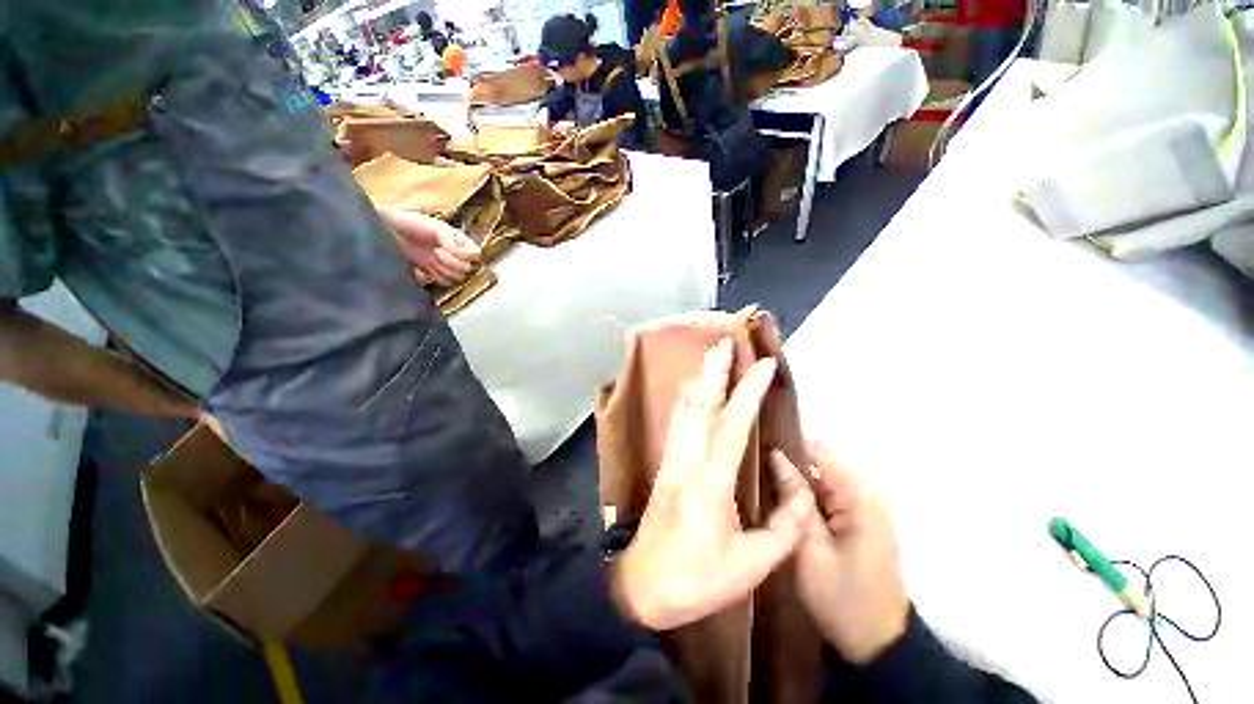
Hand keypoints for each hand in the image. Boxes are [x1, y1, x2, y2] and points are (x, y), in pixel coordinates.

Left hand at [381, 208, 480, 285]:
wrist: (384, 230)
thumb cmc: (407, 222)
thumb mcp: (432, 225)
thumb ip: (449, 237)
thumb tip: (458, 248)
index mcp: (457, 240)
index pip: (475, 254)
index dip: (464, 254)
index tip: (444, 247)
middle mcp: (454, 253)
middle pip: (468, 268)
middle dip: (453, 263)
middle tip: (436, 254)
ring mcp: (444, 264)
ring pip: (459, 277)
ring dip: (446, 271)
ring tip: (432, 261)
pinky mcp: (433, 273)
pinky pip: (446, 282)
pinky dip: (439, 278)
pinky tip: (429, 270)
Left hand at [612, 339, 814, 631]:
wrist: (642, 587)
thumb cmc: (696, 580)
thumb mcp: (751, 566)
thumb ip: (784, 529)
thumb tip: (799, 491)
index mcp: (711, 481)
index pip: (733, 425)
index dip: (749, 392)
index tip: (764, 366)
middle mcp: (688, 461)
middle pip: (701, 406)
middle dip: (715, 372)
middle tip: (724, 344)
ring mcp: (673, 462)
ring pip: (685, 411)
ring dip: (699, 381)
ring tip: (709, 358)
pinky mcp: (666, 467)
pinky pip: (677, 424)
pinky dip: (685, 402)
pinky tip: (690, 392)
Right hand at [770, 444, 909, 663]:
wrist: (875, 644)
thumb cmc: (842, 598)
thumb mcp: (809, 547)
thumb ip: (793, 498)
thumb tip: (776, 455)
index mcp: (860, 498)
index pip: (818, 452)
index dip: (787, 446)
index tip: (756, 447)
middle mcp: (865, 495)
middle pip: (819, 464)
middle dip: (787, 465)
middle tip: (752, 469)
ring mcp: (863, 508)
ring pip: (819, 480)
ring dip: (793, 481)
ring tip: (760, 482)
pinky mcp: (857, 521)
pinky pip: (824, 496)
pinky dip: (803, 497)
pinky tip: (780, 501)